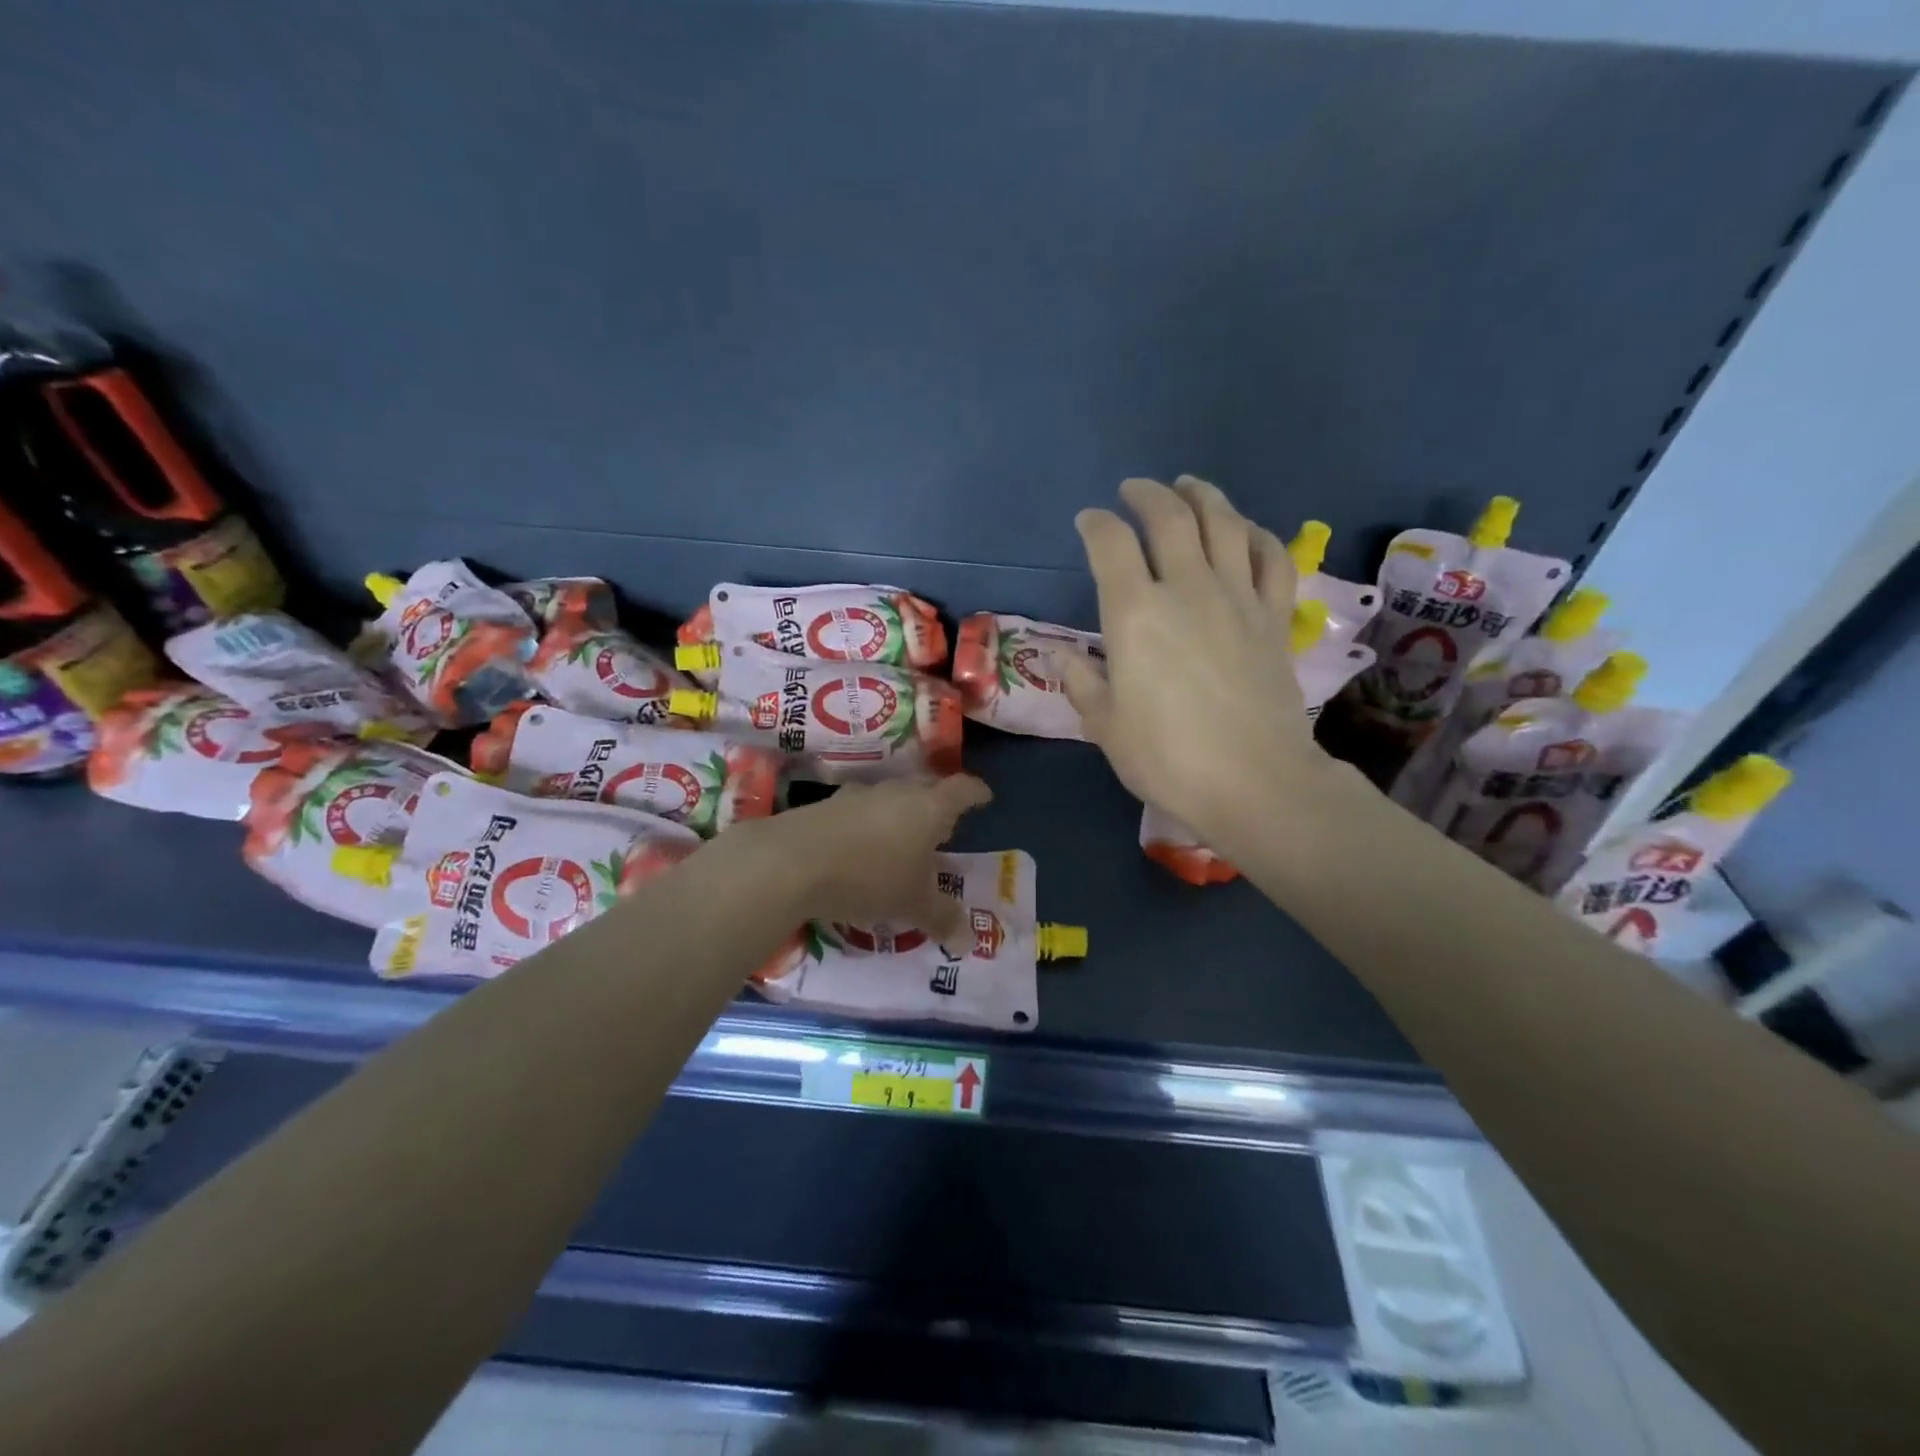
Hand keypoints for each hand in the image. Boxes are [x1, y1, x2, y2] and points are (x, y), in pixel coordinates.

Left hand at [743, 775, 992, 940]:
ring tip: (901, 844)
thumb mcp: (912, 903)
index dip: (977, 794)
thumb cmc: (870, 876)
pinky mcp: (826, 805)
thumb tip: (968, 941)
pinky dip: (868, 827)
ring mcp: (858, 795)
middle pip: (926, 790)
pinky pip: (859, 812)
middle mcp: (897, 791)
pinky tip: (860, 851)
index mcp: (929, 807)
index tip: (984, 798)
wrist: (791, 861)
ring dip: (900, 817)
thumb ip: (942, 917)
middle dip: (937, 809)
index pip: (963, 789)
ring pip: (890, 800)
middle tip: (944, 830)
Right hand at [1059, 477, 1330, 850]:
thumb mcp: (1106, 725)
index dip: (1096, 524)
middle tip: (1134, 490)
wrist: (1254, 782)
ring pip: (1225, 524)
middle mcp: (1187, 589)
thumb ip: (1082, 682)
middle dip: (1147, 495)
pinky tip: (1245, 531)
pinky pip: (1272, 559)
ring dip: (1203, 497)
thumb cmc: (1168, 757)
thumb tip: (1062, 656)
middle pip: (1170, 518)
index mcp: (1136, 614)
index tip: (1087, 522)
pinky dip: (1257, 535)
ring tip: (1188, 487)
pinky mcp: (1274, 617)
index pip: (1111, 544)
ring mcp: (1238, 598)